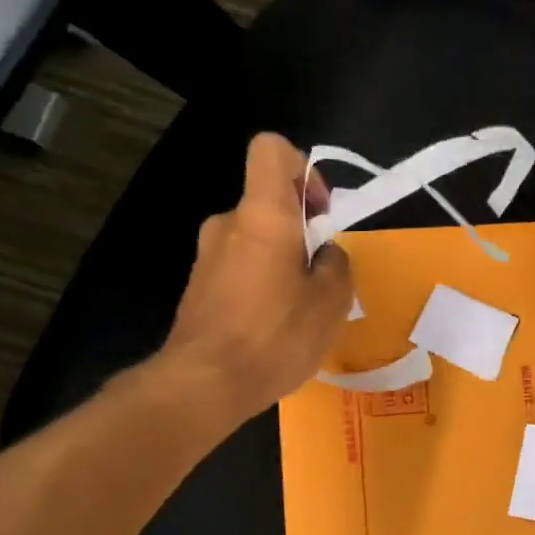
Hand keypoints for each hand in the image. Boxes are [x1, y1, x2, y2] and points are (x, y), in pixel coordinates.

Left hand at [155, 133, 353, 419]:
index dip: (303, 169)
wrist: (204, 384)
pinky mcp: (198, 287)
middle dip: (301, 231)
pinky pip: (239, 269)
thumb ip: (336, 265)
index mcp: (262, 214)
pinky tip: (273, 326)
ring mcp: (206, 256)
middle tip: (322, 277)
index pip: (272, 150)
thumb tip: (326, 255)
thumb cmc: (274, 335)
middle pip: (268, 203)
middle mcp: (228, 224)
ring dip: (282, 262)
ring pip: (255, 240)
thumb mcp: (330, 302)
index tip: (319, 214)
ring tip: (301, 309)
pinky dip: (261, 284)